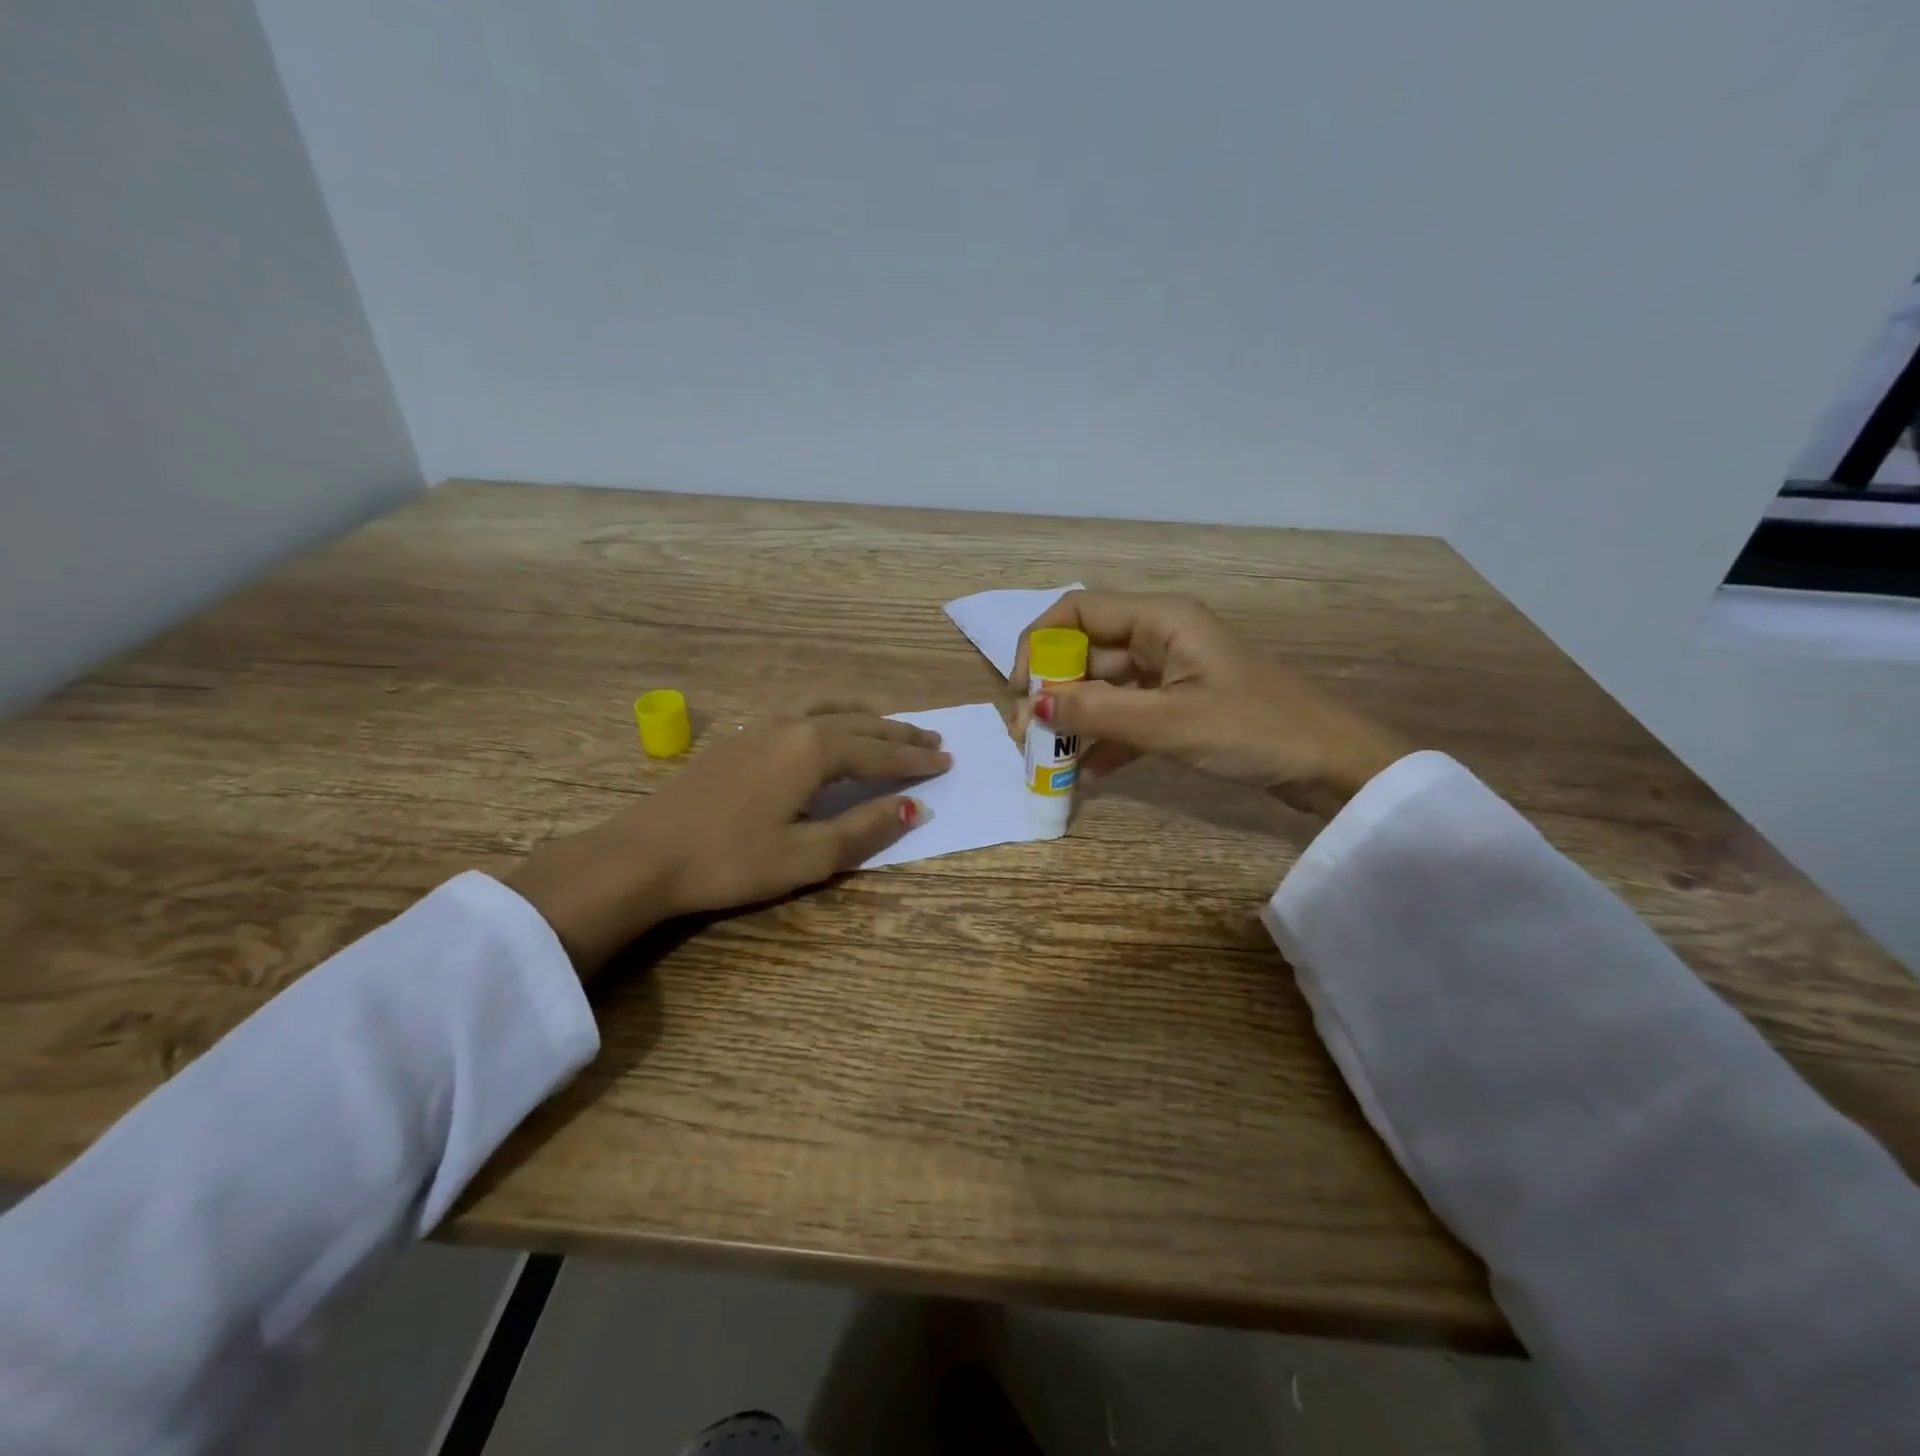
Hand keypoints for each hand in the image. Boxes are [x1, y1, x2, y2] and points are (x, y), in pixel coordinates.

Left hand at [508, 706, 949, 975]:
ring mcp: (762, 726)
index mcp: (813, 750)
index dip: (915, 761)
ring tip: (889, 725)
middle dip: (898, 734)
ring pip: (828, 710)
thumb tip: (913, 807)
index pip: (879, 753)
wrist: (643, 855)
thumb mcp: (807, 857)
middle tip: (934, 740)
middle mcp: (792, 726)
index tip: (948, 761)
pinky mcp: (740, 738)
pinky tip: (826, 727)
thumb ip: (864, 829)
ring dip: (865, 718)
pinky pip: (802, 712)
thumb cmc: (730, 861)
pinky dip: (832, 715)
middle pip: (859, 724)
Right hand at [1009, 592, 1408, 818]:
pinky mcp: (1181, 708)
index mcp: (1161, 619)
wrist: (1334, 768)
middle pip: (1086, 652)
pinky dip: (1104, 742)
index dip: (1039, 644)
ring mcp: (1171, 675)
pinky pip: (1128, 716)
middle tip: (1026, 736)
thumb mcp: (1169, 722)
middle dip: (1051, 691)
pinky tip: (1083, 776)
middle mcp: (1161, 637)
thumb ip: (1096, 711)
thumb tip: (1031, 703)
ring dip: (1073, 720)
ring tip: (1045, 760)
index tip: (1019, 690)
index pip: (1077, 610)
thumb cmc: (1255, 731)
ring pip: (1103, 688)